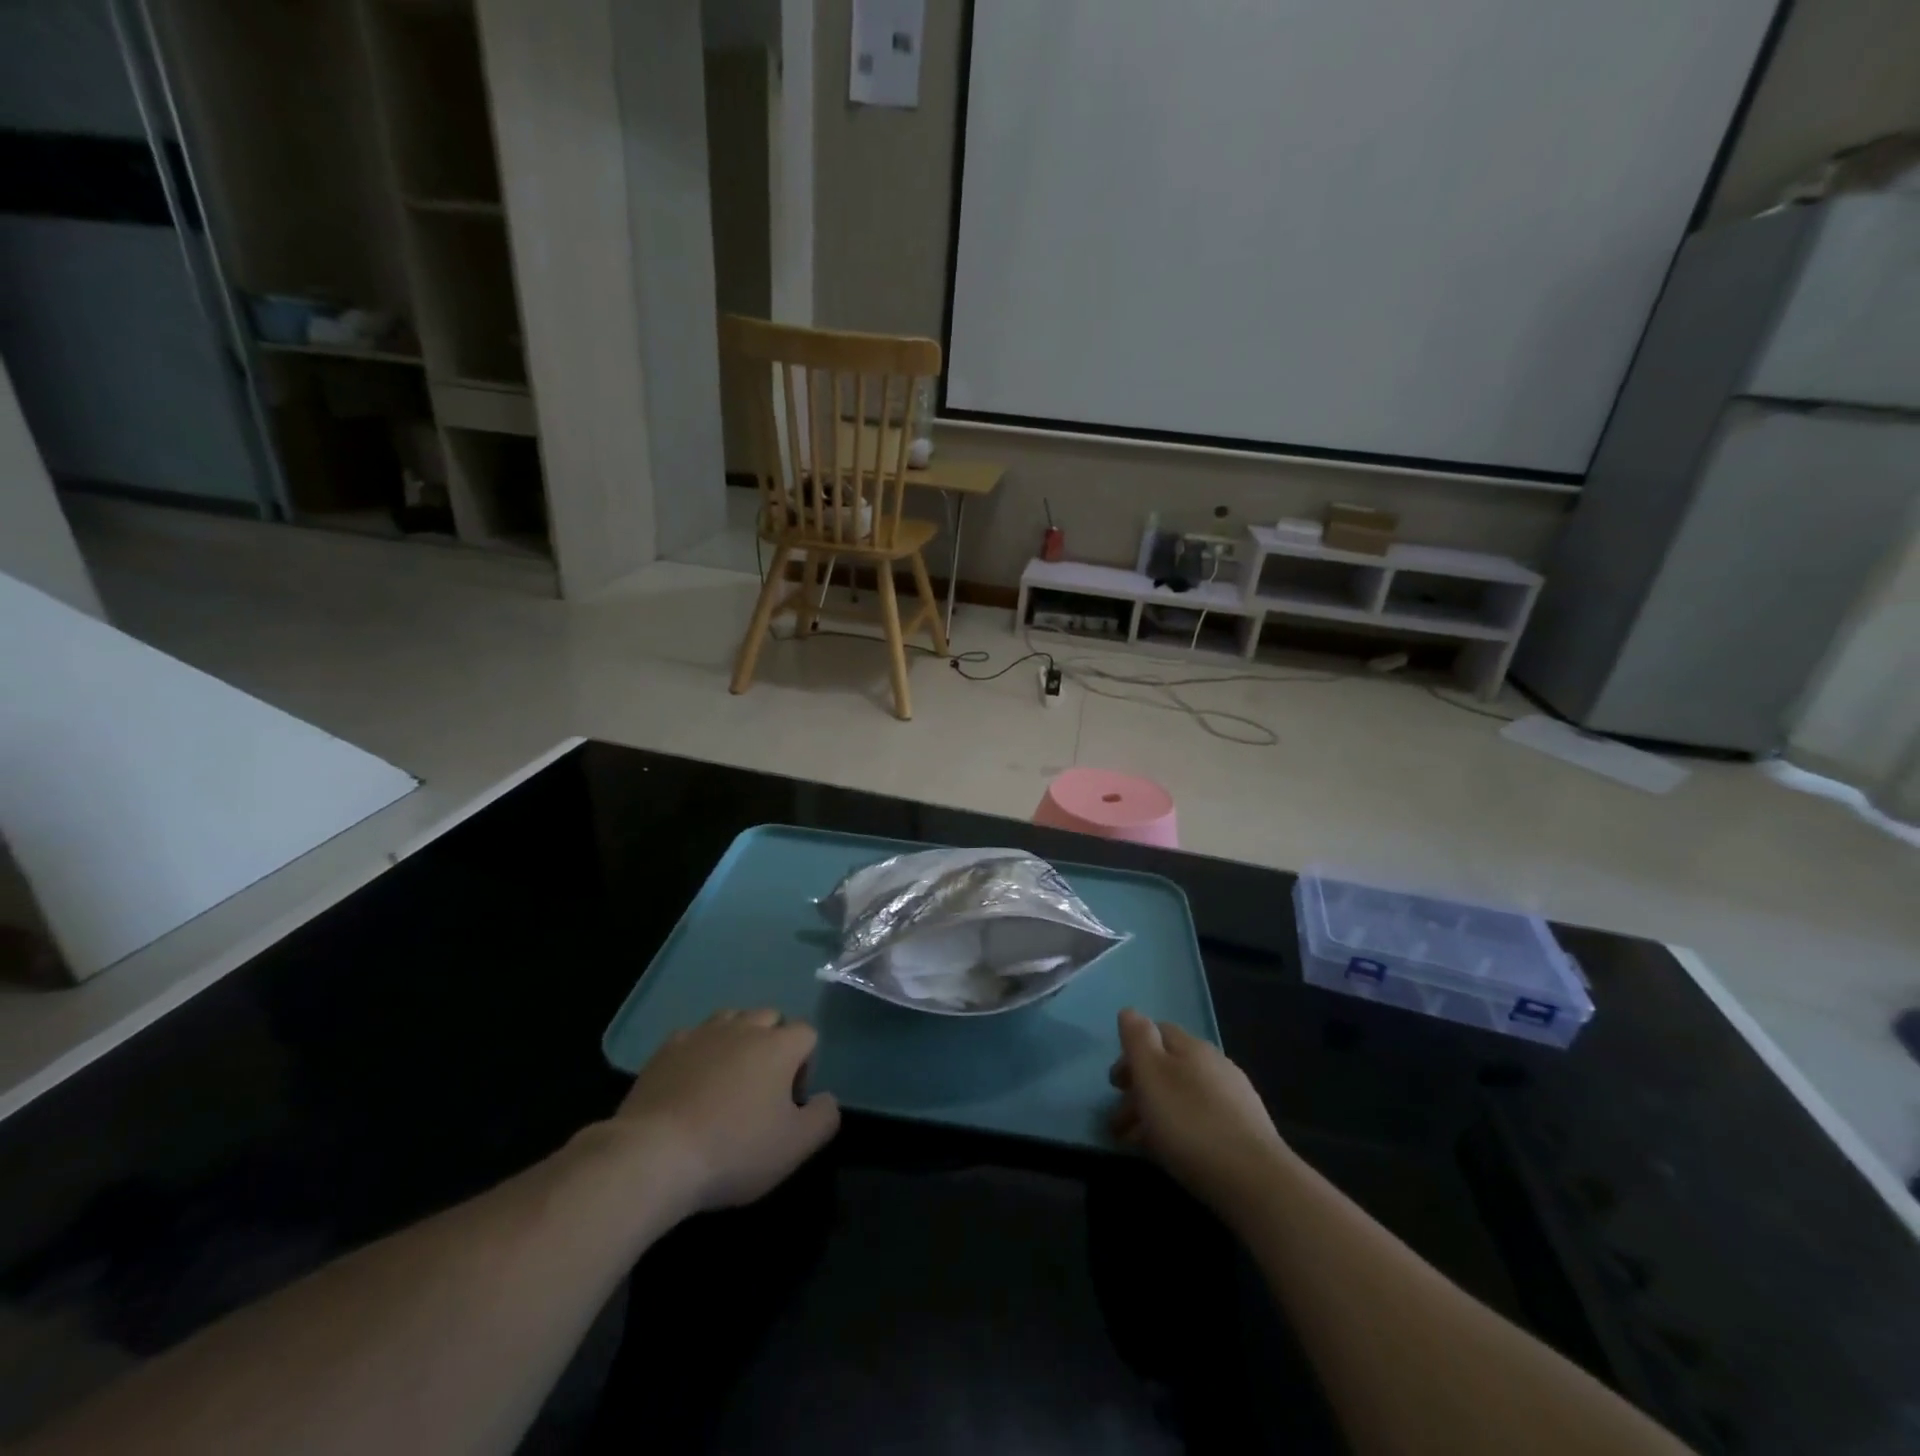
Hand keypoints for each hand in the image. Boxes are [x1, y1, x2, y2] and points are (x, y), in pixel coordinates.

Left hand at [613, 1009, 839, 1217]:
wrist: (654, 1155)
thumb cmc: (734, 1149)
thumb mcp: (795, 1146)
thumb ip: (824, 1117)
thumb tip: (827, 1099)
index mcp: (779, 1045)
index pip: (807, 1033)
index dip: (805, 1064)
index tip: (790, 1101)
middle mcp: (744, 1027)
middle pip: (769, 1018)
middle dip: (773, 1044)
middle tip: (762, 1088)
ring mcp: (702, 1034)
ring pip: (731, 1019)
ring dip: (737, 1040)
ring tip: (728, 1080)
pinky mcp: (666, 1049)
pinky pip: (694, 1037)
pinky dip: (700, 1052)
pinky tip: (691, 1083)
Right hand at [1109, 1008, 1286, 1215]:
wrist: (1255, 1181)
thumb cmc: (1190, 1123)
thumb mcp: (1152, 1074)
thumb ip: (1138, 1039)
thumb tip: (1129, 1012)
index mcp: (1192, 1047)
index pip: (1157, 1032)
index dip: (1131, 1052)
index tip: (1115, 1084)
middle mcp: (1214, 1064)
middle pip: (1169, 1067)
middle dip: (1140, 1089)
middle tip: (1118, 1120)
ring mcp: (1234, 1098)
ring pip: (1183, 1096)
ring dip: (1155, 1113)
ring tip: (1136, 1143)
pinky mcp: (1244, 1132)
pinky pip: (1200, 1120)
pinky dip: (1178, 1129)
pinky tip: (1171, 1151)